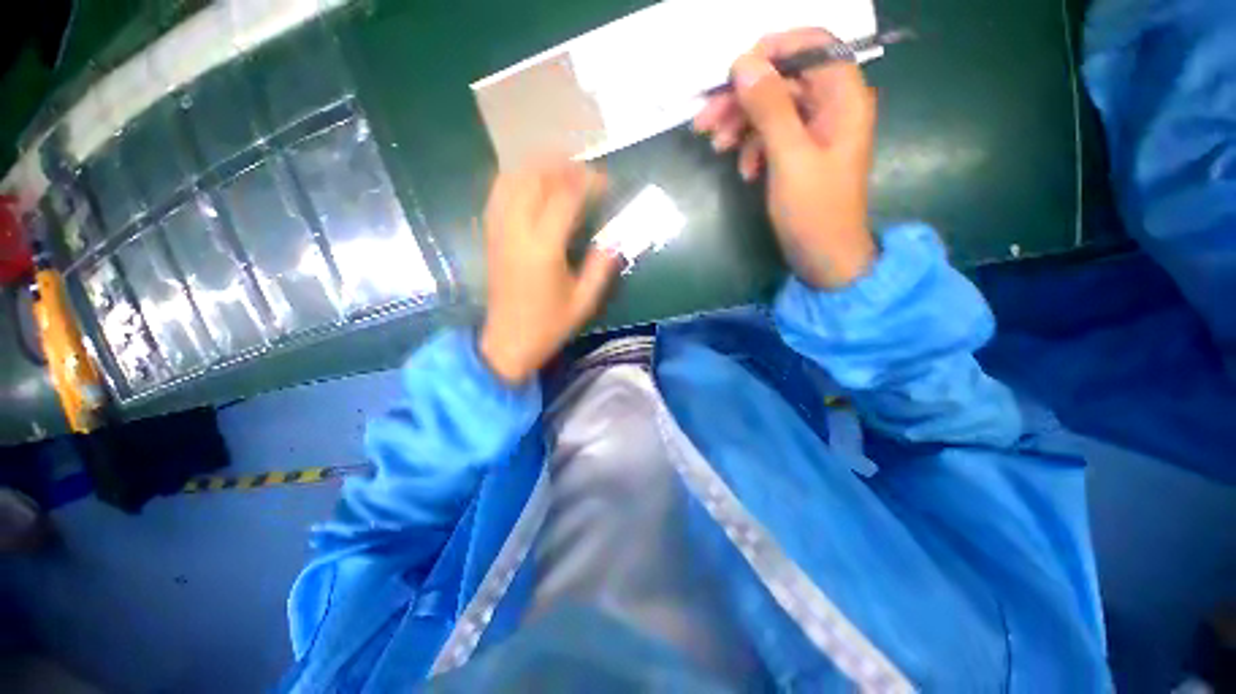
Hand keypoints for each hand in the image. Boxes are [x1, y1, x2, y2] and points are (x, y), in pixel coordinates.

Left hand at [479, 161, 619, 384]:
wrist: (508, 341)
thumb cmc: (549, 325)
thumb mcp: (583, 302)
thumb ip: (601, 268)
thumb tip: (614, 240)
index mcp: (544, 249)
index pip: (565, 198)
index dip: (587, 182)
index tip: (605, 181)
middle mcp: (517, 231)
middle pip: (533, 178)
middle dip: (560, 165)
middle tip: (583, 168)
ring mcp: (499, 232)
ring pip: (511, 180)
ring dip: (536, 167)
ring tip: (559, 168)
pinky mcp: (491, 237)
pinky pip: (498, 195)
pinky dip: (515, 179)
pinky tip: (531, 183)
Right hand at [694, 29, 878, 288]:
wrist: (824, 257)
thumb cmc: (814, 211)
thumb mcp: (790, 158)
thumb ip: (769, 108)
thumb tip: (743, 63)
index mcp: (843, 97)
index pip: (810, 46)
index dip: (771, 52)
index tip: (732, 74)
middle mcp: (832, 105)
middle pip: (783, 80)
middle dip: (742, 98)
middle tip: (704, 120)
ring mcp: (815, 130)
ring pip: (772, 109)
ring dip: (741, 125)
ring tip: (716, 147)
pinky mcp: (800, 153)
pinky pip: (771, 136)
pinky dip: (753, 148)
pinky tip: (745, 171)